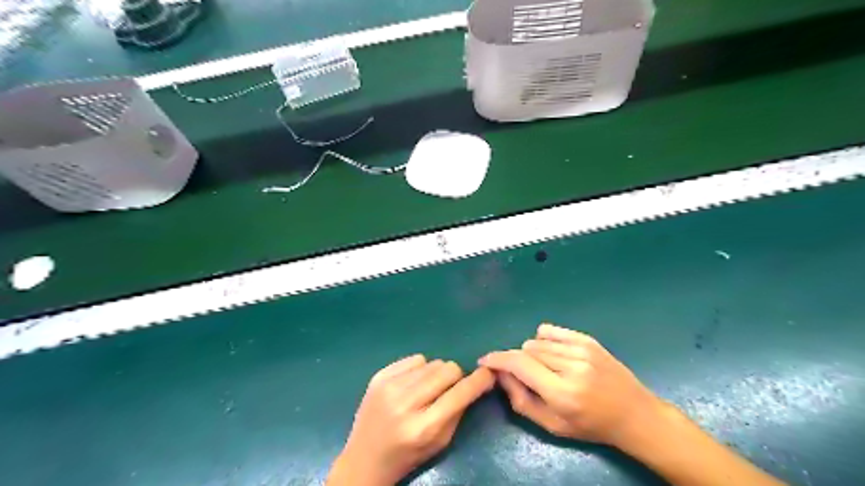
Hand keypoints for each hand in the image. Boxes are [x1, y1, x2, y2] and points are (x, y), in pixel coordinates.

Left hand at [328, 353, 495, 484]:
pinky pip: (414, 359)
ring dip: (436, 374)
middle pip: (447, 369)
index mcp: (423, 428)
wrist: (364, 459)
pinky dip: (419, 369)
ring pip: (432, 362)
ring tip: (427, 390)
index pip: (460, 394)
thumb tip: (476, 381)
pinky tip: (411, 385)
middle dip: (456, 377)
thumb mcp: (440, 443)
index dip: (479, 381)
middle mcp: (405, 403)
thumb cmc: (407, 455)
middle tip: (450, 389)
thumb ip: (458, 411)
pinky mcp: (378, 377)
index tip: (489, 373)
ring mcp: (389, 387)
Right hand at [480, 325, 663, 449]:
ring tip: (545, 369)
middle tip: (525, 376)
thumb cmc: (590, 426)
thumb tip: (500, 374)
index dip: (498, 359)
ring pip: (537, 341)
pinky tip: (551, 353)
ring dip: (531, 353)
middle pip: (526, 351)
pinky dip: (543, 339)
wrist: (633, 414)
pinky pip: (551, 331)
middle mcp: (571, 367)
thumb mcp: (552, 425)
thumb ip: (521, 400)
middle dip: (517, 361)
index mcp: (562, 393)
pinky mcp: (588, 340)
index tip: (485, 361)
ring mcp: (582, 350)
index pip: (519, 365)